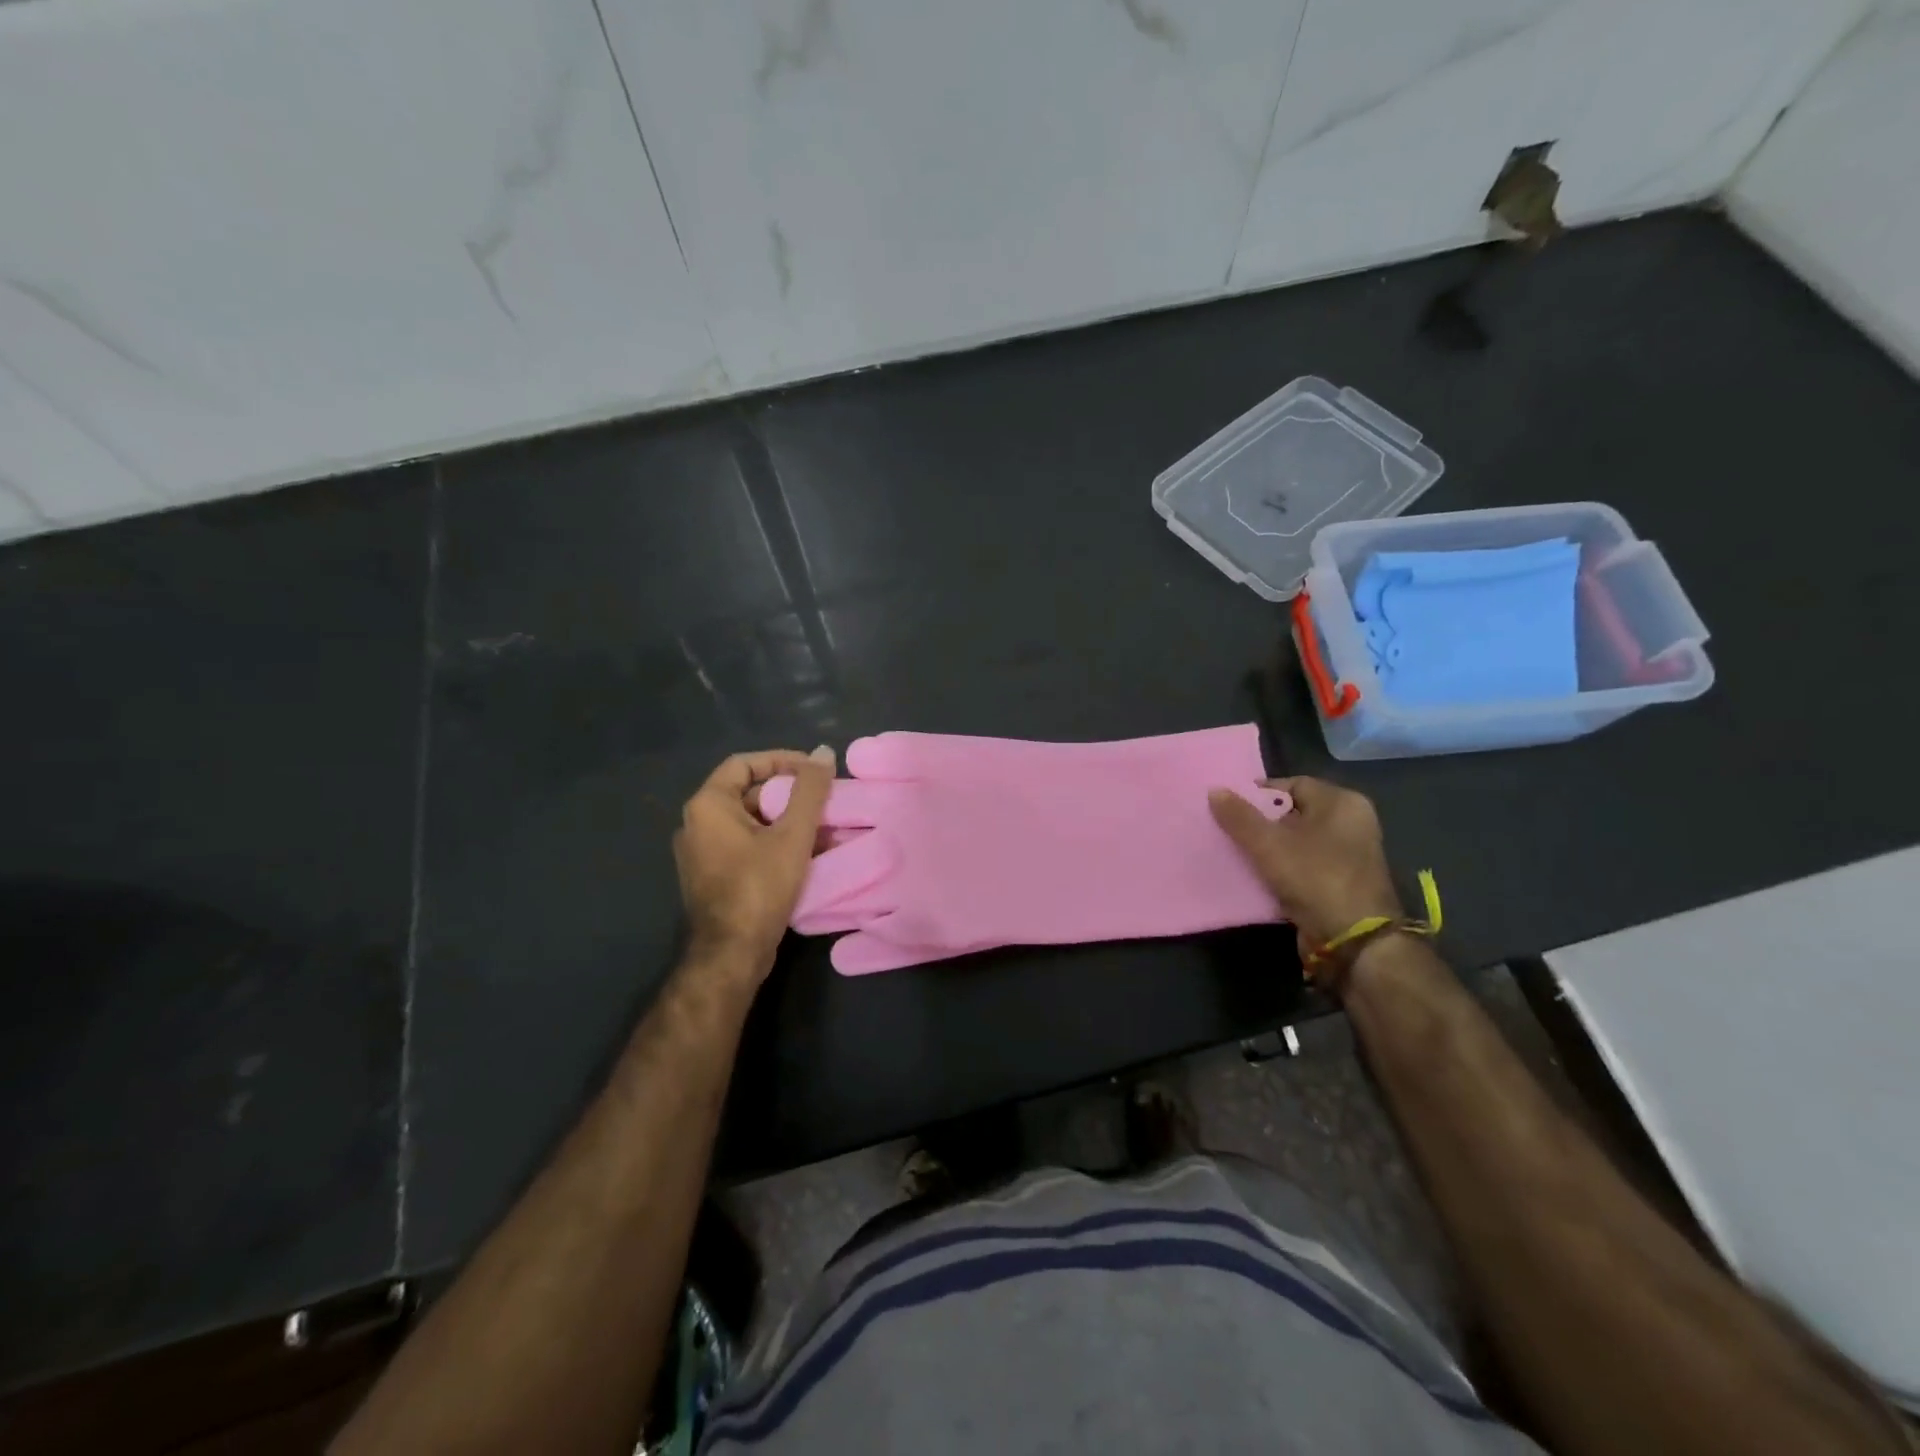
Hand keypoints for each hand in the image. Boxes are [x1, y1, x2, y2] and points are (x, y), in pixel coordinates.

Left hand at [674, 746, 833, 985]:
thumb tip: (824, 752)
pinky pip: (746, 846)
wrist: (731, 954)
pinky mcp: (713, 877)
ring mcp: (702, 853)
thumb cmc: (759, 886)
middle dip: (789, 795)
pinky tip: (807, 854)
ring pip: (751, 822)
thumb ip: (809, 790)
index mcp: (708, 805)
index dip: (781, 760)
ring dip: (787, 820)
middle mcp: (697, 824)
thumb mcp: (792, 834)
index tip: (814, 770)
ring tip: (824, 828)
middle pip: (748, 793)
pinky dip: (775, 842)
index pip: (744, 764)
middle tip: (824, 800)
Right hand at [1209, 776, 1403, 970]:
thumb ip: (1239, 816)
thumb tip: (1214, 790)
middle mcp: (1350, 824)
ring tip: (1236, 852)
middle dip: (1260, 822)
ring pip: (1296, 842)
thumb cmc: (1315, 877)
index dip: (1259, 794)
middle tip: (1228, 830)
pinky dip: (1280, 869)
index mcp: (1342, 803)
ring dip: (1268, 848)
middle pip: (1293, 813)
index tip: (1230, 807)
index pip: (1292, 784)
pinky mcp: (1340, 883)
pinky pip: (1302, 866)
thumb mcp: (1268, 844)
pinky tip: (1255, 876)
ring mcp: (1348, 856)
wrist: (1353, 940)